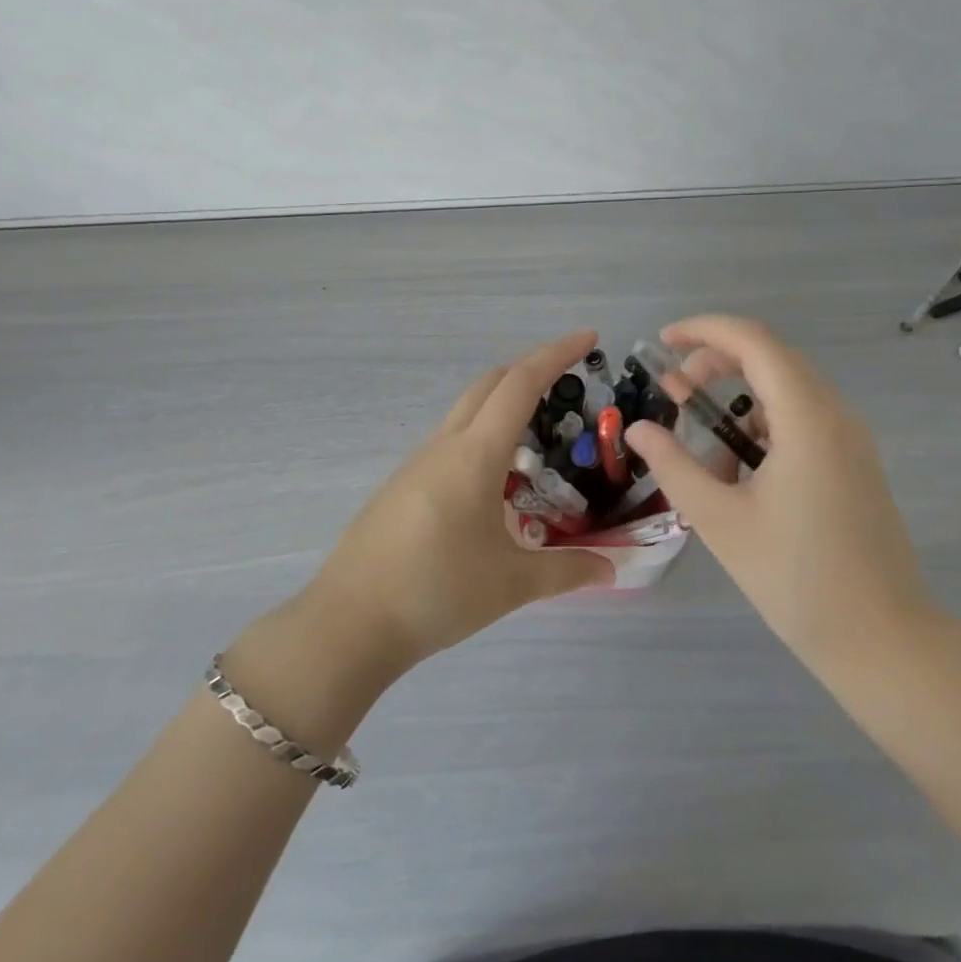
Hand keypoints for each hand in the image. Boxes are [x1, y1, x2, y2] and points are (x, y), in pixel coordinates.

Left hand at [302, 330, 613, 676]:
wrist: (348, 624)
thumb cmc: (436, 592)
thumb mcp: (511, 584)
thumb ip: (566, 572)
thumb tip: (612, 569)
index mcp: (475, 454)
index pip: (520, 383)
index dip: (556, 354)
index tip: (588, 337)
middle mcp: (444, 445)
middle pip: (490, 384)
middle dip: (531, 370)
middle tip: (569, 383)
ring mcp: (417, 463)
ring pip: (467, 411)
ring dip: (504, 405)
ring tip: (540, 438)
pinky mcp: (402, 485)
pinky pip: (450, 441)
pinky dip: (482, 437)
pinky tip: (495, 481)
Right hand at [625, 314, 942, 678]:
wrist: (882, 640)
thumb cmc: (796, 579)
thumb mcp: (720, 520)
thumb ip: (674, 465)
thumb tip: (638, 430)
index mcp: (807, 418)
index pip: (753, 341)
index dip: (704, 330)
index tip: (662, 342)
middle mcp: (835, 414)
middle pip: (770, 358)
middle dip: (715, 362)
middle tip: (673, 392)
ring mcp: (850, 438)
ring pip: (786, 389)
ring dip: (738, 397)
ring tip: (703, 444)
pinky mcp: (853, 461)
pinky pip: (801, 419)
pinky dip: (762, 426)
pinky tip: (740, 473)